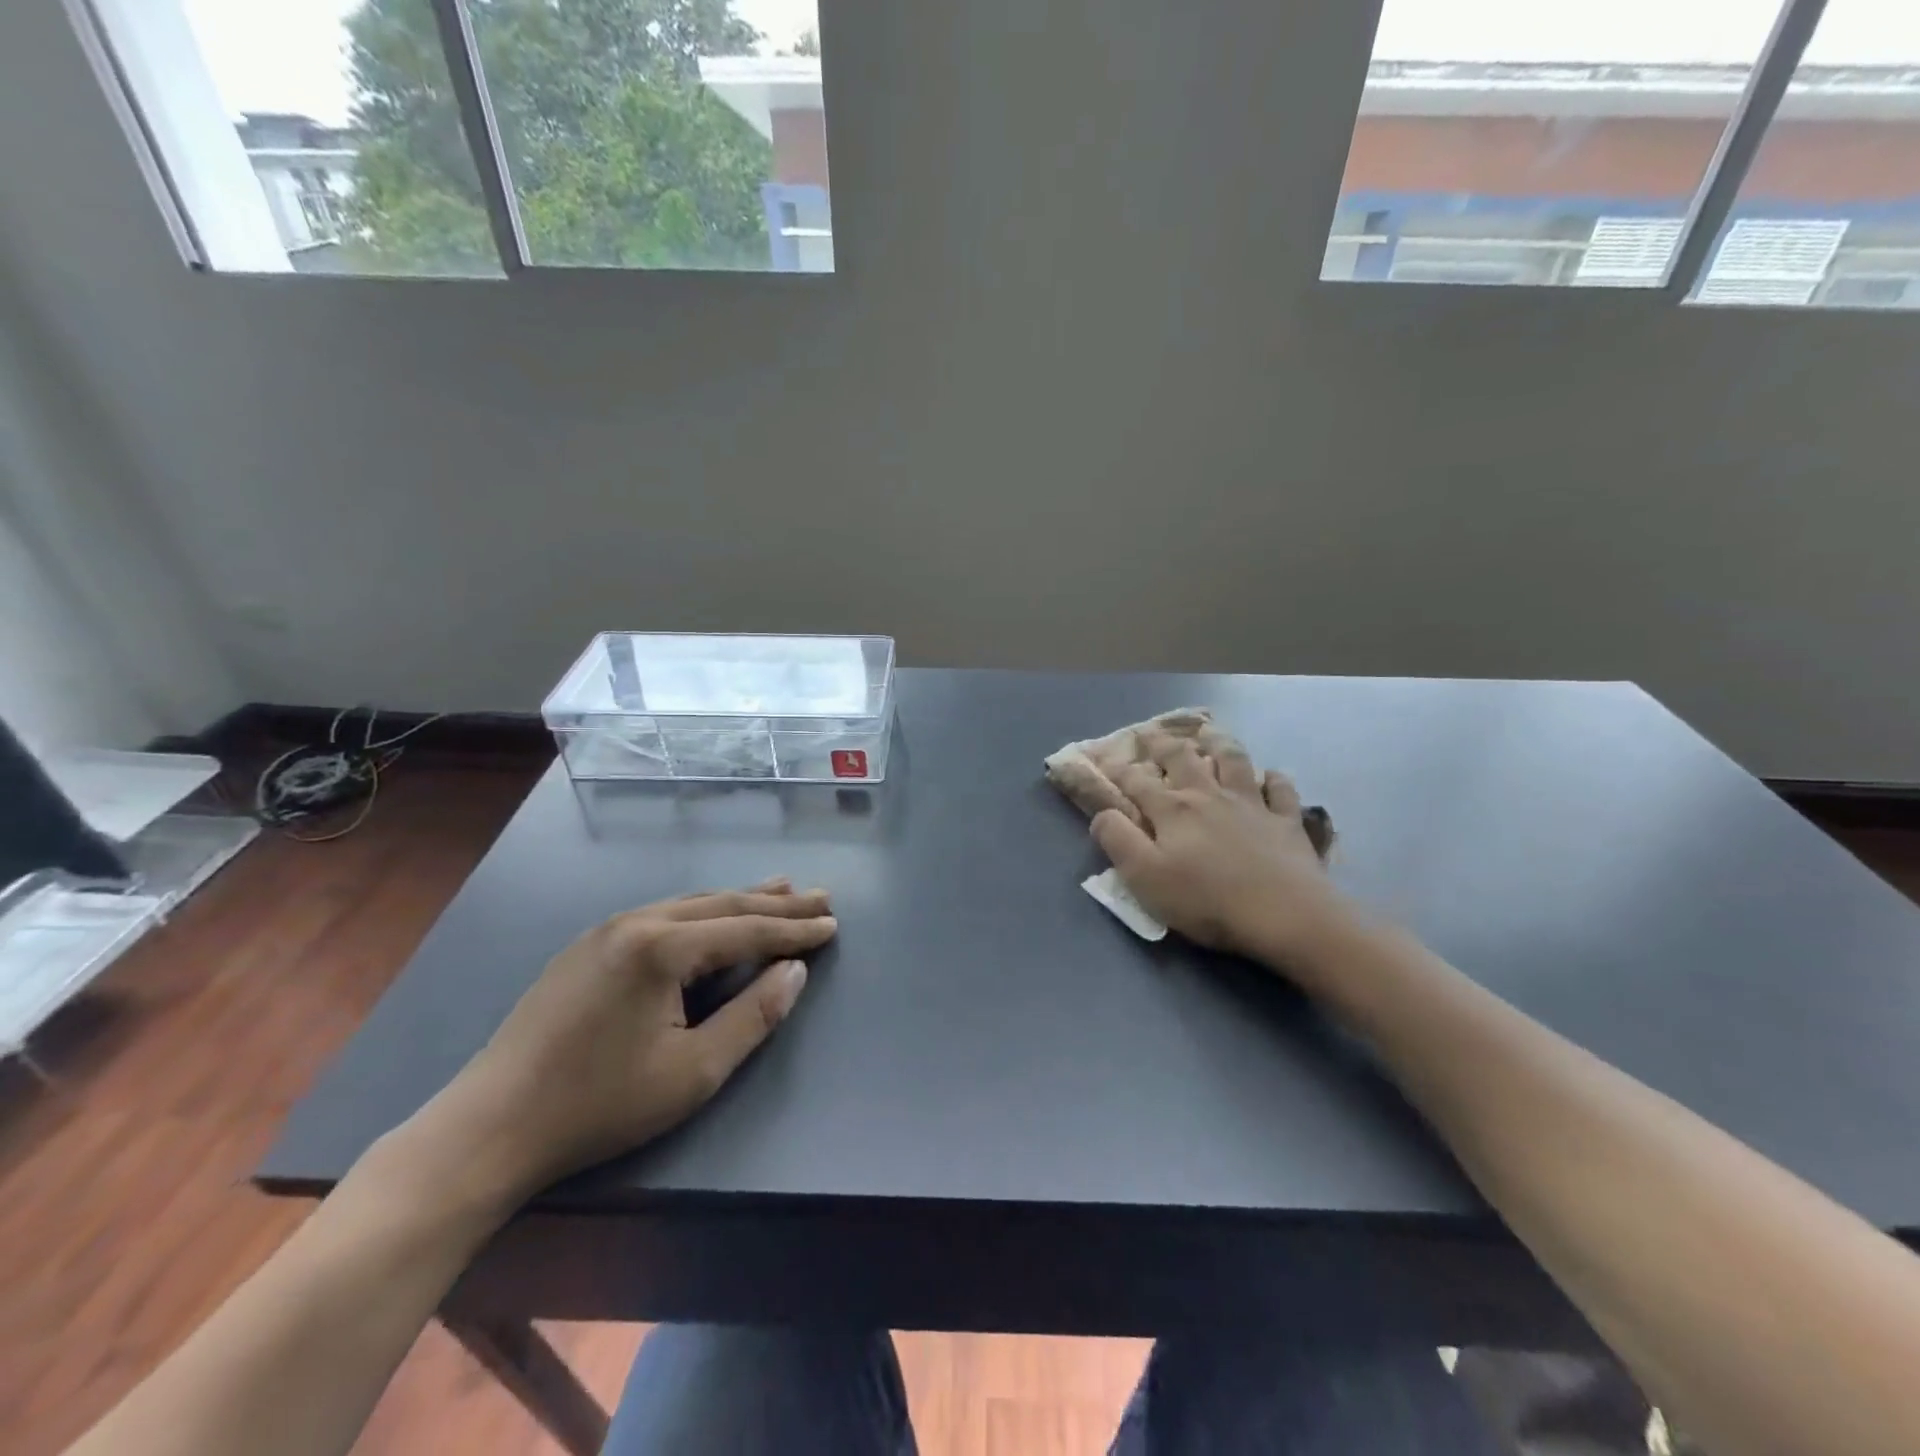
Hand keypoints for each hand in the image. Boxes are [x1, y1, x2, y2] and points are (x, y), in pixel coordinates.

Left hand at [410, 879, 835, 1209]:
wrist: (489, 1126)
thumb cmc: (600, 1105)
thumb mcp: (693, 1072)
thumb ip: (753, 1016)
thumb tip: (795, 972)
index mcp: (663, 947)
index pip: (747, 929)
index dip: (795, 929)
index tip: (833, 923)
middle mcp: (638, 921)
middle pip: (724, 904)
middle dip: (776, 902)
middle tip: (821, 896)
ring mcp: (608, 929)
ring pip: (692, 903)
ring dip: (741, 899)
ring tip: (781, 888)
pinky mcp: (588, 946)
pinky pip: (664, 914)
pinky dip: (704, 912)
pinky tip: (714, 915)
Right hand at [1092, 740, 1348, 968]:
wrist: (1285, 914)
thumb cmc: (1207, 900)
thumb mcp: (1145, 876)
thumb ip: (1118, 840)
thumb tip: (1102, 814)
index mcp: (1173, 810)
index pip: (1138, 782)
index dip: (1119, 770)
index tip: (1107, 760)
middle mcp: (1209, 796)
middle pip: (1183, 759)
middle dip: (1163, 744)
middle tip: (1152, 732)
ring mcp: (1251, 804)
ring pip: (1233, 761)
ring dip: (1218, 743)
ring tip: (1209, 734)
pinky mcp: (1285, 821)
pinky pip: (1280, 790)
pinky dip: (1273, 779)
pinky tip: (1270, 776)